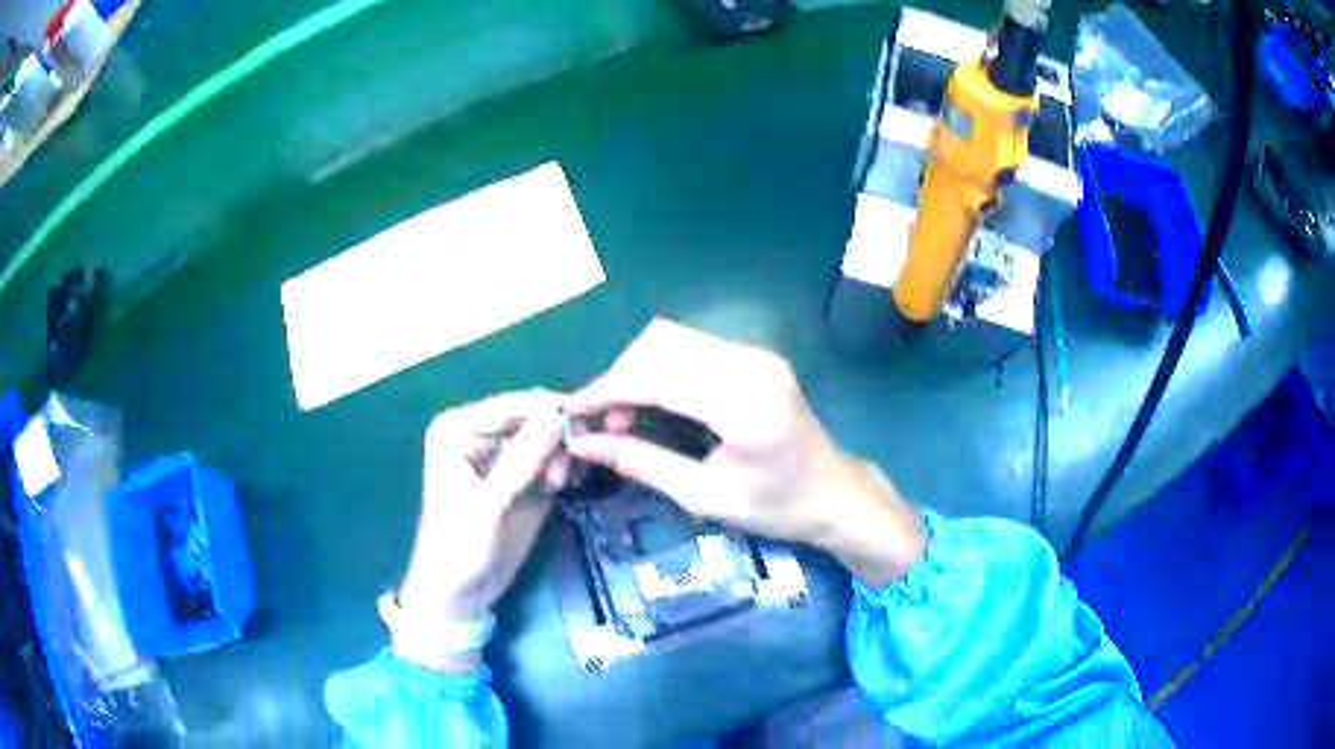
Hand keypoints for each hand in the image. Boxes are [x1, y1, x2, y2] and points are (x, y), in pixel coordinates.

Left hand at [396, 390, 566, 671]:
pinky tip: (570, 484)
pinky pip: (552, 458)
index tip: (594, 416)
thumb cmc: (460, 546)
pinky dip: (566, 465)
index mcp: (459, 427)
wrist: (459, 592)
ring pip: (547, 436)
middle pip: (533, 416)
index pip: (513, 405)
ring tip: (564, 484)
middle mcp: (480, 432)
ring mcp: (502, 454)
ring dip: (565, 452)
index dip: (552, 408)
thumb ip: (521, 460)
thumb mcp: (489, 505)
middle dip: (562, 432)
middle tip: (583, 458)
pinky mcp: (521, 476)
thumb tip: (556, 414)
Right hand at [567, 320, 926, 585]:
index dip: (608, 390)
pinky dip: (660, 367)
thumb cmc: (775, 506)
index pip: (659, 378)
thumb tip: (583, 445)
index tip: (572, 410)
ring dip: (637, 369)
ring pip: (673, 338)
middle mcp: (752, 365)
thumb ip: (641, 463)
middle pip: (661, 344)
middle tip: (604, 423)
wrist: (833, 492)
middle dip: (620, 376)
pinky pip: (692, 347)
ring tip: (624, 415)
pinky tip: (652, 400)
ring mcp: (756, 354)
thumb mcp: (704, 496)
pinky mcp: (755, 355)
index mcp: (745, 406)